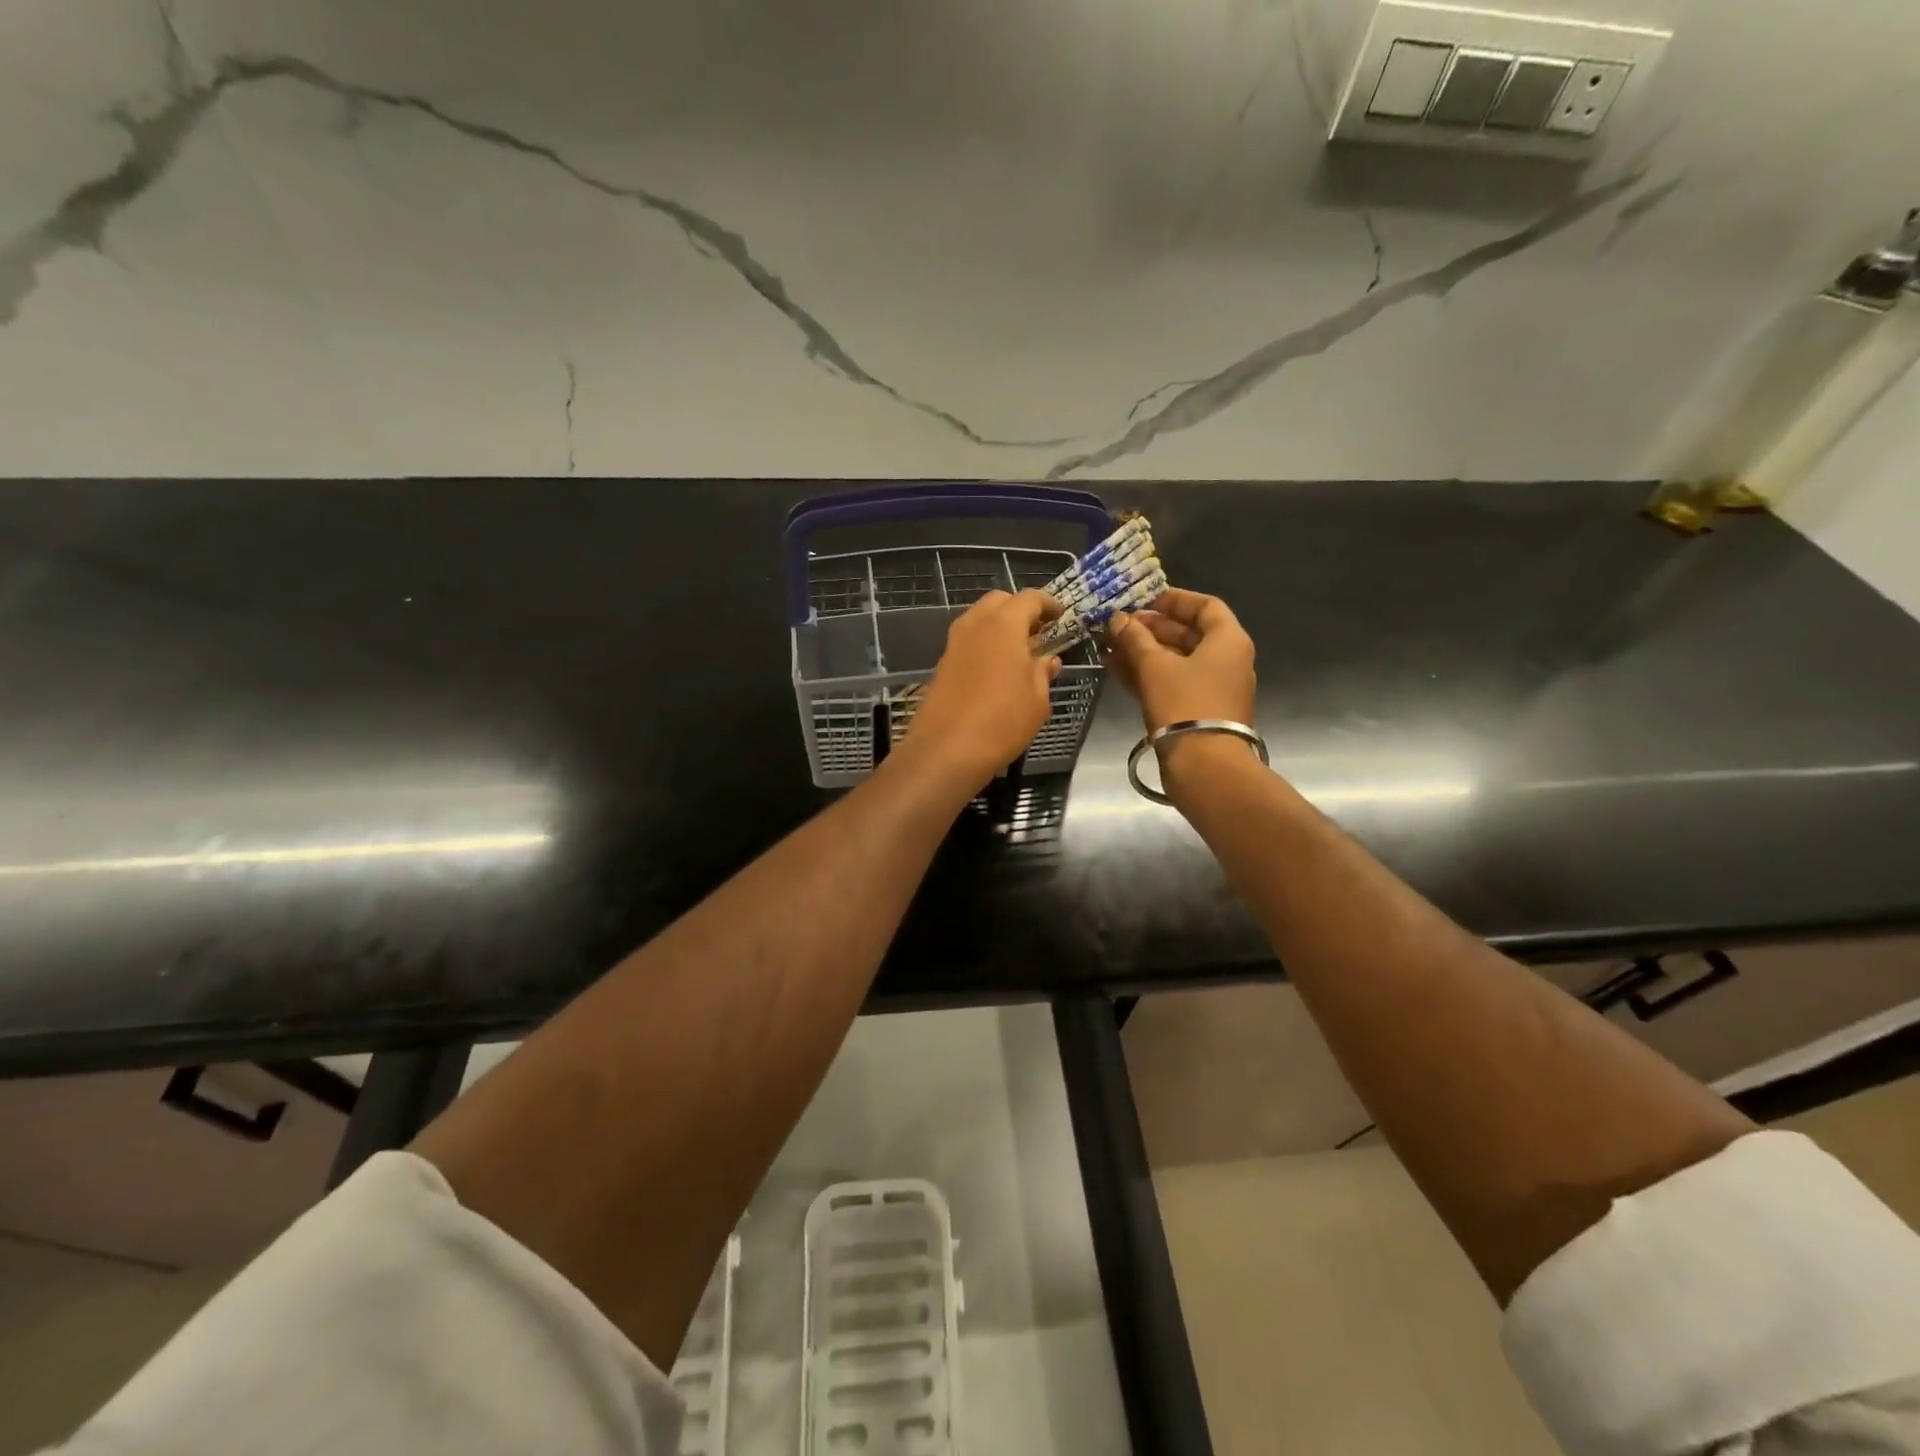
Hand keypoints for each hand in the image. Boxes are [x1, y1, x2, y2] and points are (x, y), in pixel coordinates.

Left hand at [900, 589, 1061, 791]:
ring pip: (979, 619)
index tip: (1060, 615)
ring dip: (999, 625)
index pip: (1029, 598)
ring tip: (1017, 650)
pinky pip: (967, 641)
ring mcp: (954, 643)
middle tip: (1038, 631)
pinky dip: (984, 643)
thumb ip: (1042, 673)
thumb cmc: (1002, 721)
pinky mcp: (942, 664)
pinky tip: (995, 668)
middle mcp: (975, 625)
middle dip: (1019, 608)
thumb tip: (1047, 661)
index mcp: (1004, 625)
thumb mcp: (1037, 700)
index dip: (1048, 604)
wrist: (946, 750)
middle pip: (999, 601)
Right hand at [1107, 587, 1256, 736]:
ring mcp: (1212, 688)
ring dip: (1143, 652)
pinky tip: (1115, 668)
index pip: (1205, 606)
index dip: (1174, 600)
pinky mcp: (1197, 712)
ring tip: (1108, 646)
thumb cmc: (1185, 704)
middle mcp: (1226, 661)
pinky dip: (1147, 674)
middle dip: (1150, 628)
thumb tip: (1117, 618)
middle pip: (1187, 634)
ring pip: (1176, 661)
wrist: (1204, 766)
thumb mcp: (1155, 666)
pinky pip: (1171, 683)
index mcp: (1227, 641)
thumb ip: (1135, 638)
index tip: (1144, 600)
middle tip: (1118, 626)